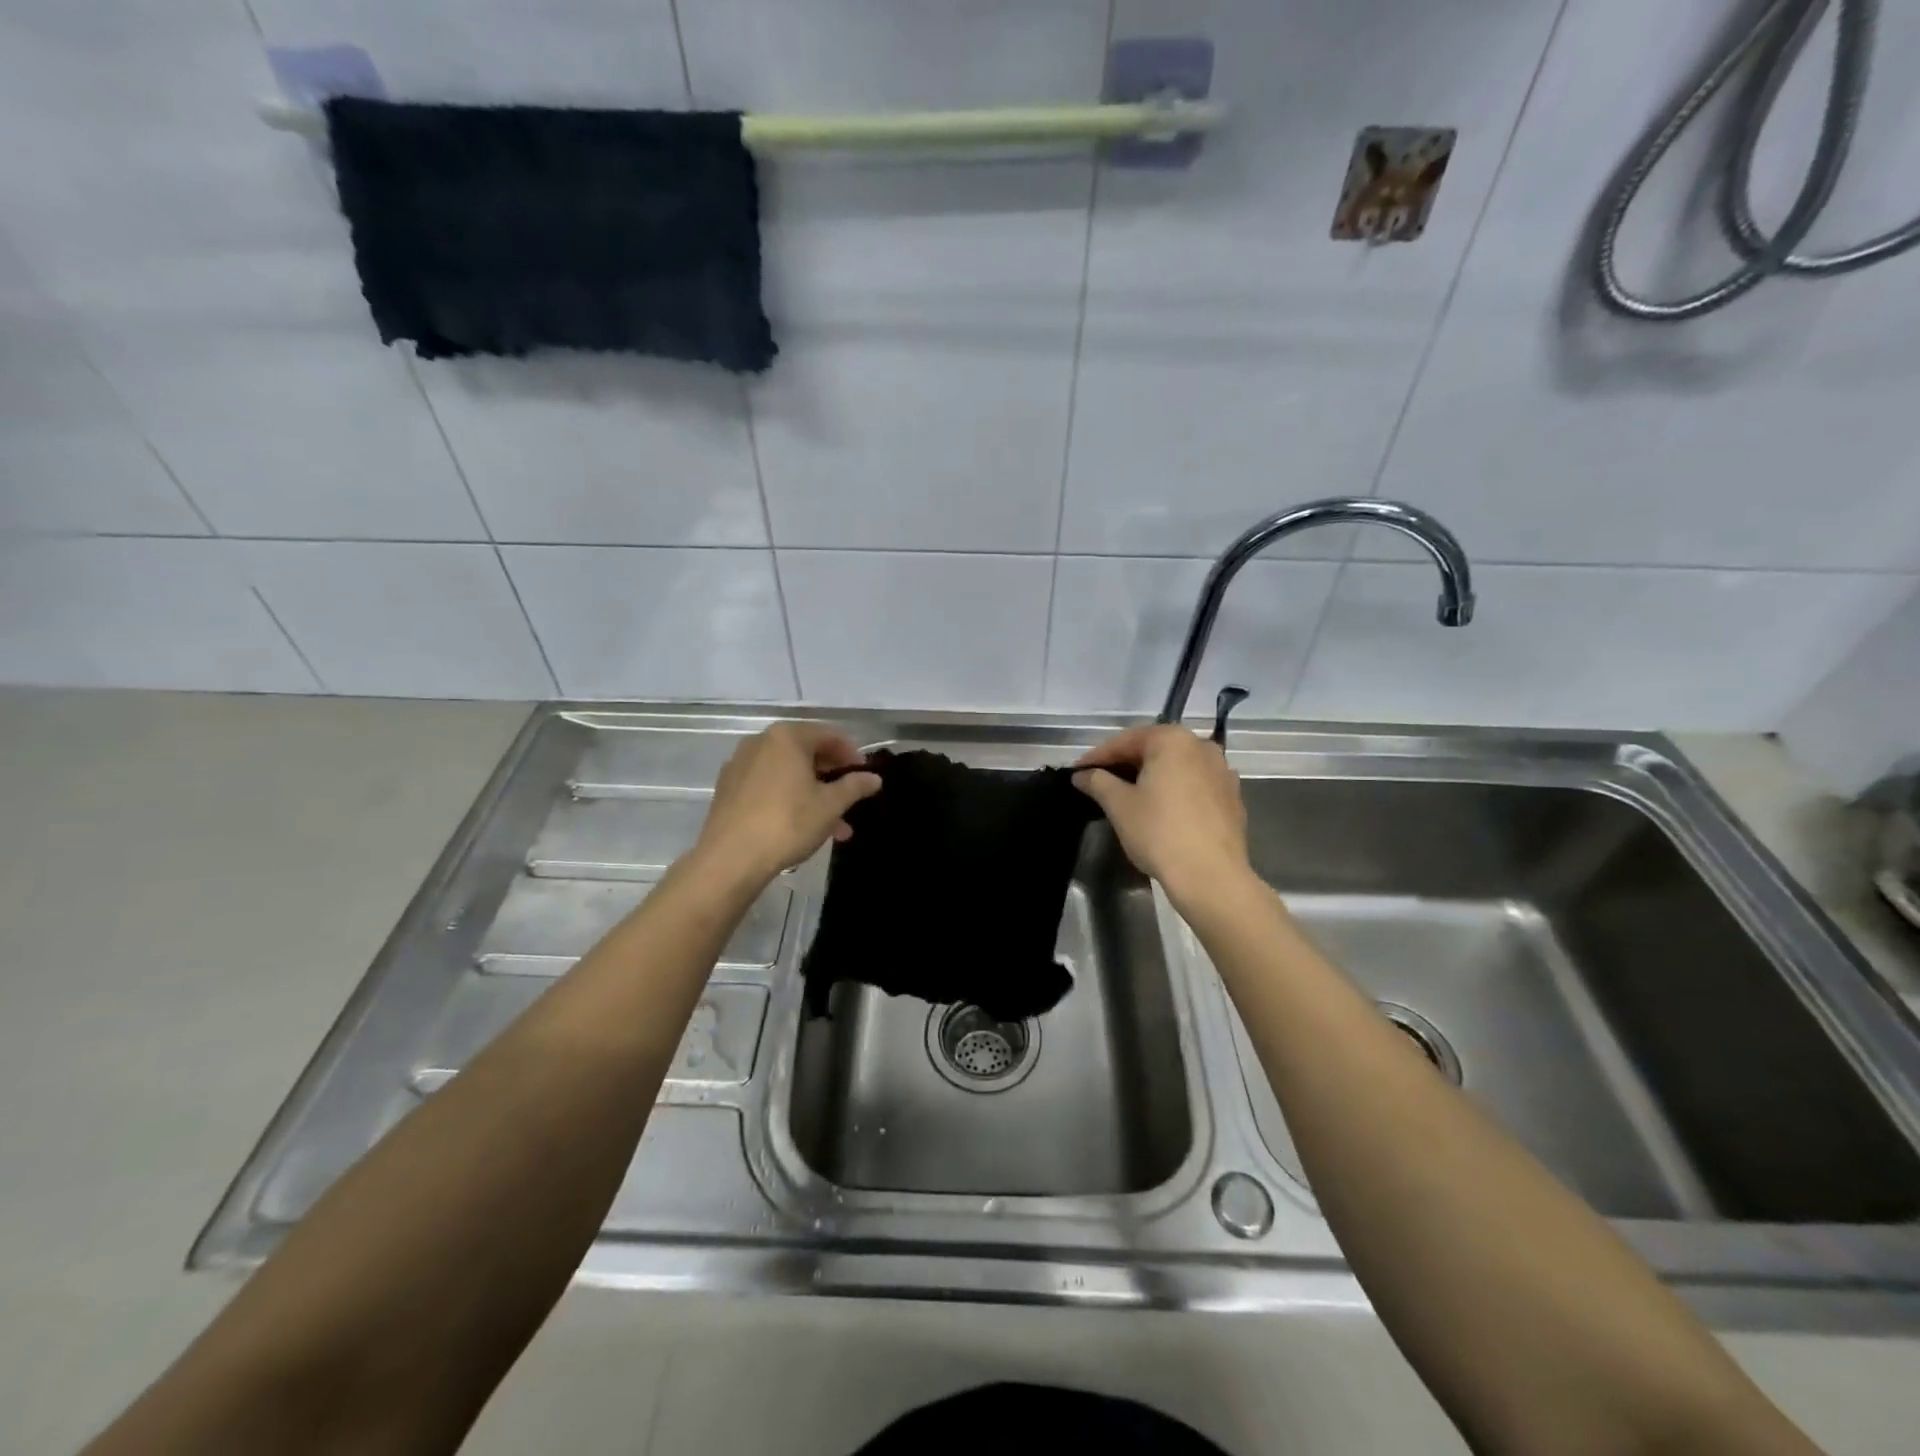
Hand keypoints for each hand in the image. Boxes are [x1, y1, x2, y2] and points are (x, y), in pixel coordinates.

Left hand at [693, 722, 881, 882]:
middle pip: (806, 752)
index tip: (864, 776)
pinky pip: (768, 785)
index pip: (829, 735)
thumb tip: (874, 778)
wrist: (730, 858)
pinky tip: (802, 826)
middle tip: (850, 800)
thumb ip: (854, 786)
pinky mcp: (728, 788)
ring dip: (813, 793)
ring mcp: (740, 765)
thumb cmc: (787, 823)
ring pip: (788, 773)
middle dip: (832, 777)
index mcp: (787, 737)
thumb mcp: (830, 806)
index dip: (851, 754)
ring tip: (834, 826)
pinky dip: (788, 798)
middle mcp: (760, 742)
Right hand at [1073, 724, 1250, 906]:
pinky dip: (1175, 791)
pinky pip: (1195, 785)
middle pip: (1154, 750)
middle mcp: (1202, 746)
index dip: (1098, 756)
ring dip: (1152, 776)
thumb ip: (1097, 782)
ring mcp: (1222, 771)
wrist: (1211, 876)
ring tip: (1130, 795)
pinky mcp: (1232, 797)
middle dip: (1125, 764)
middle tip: (1100, 782)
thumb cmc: (1159, 832)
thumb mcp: (1119, 805)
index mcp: (1173, 740)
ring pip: (1177, 767)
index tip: (1078, 772)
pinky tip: (1162, 810)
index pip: (1126, 741)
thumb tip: (1082, 774)